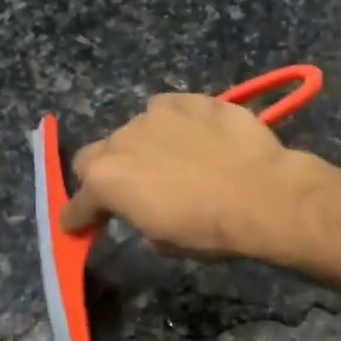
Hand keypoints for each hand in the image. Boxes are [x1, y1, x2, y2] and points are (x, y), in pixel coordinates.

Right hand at [60, 94, 326, 260]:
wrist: (263, 194)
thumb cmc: (210, 229)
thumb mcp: (165, 241)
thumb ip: (141, 220)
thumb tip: (147, 211)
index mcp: (107, 182)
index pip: (77, 203)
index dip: (79, 216)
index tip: (80, 224)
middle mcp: (121, 141)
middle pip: (95, 156)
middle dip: (105, 173)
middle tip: (131, 188)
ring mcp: (154, 114)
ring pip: (134, 129)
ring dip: (143, 146)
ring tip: (175, 160)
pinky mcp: (188, 99)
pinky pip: (168, 110)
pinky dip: (175, 124)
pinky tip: (197, 138)